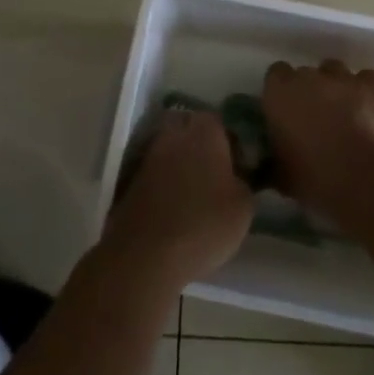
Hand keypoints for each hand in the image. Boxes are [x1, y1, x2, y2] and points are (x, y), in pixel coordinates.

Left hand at [101, 110, 253, 289]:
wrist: (147, 253)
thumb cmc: (204, 223)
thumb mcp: (243, 206)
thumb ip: (243, 181)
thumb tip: (235, 176)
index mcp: (204, 132)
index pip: (218, 121)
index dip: (230, 140)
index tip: (238, 164)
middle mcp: (173, 135)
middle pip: (188, 128)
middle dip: (200, 144)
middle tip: (216, 173)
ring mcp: (147, 155)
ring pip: (169, 148)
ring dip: (180, 163)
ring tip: (195, 193)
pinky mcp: (130, 179)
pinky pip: (154, 171)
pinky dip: (164, 181)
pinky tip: (174, 205)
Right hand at [262, 60, 373, 217]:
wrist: (368, 180)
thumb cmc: (316, 179)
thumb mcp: (281, 175)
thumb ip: (272, 160)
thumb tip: (270, 163)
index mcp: (279, 94)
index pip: (275, 75)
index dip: (282, 92)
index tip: (286, 111)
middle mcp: (309, 77)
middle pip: (306, 74)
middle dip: (309, 91)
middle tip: (315, 118)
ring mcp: (344, 78)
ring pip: (336, 72)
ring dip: (336, 88)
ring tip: (344, 114)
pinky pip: (366, 80)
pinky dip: (366, 91)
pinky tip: (369, 111)